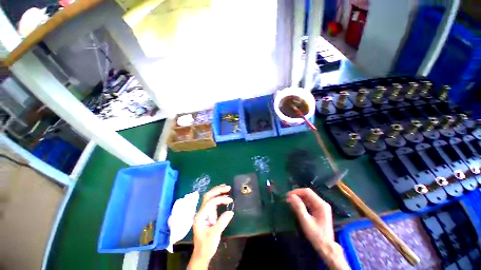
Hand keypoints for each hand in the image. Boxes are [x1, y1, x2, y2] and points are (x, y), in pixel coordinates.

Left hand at [188, 185, 233, 269]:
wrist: (202, 254)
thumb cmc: (206, 246)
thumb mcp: (214, 235)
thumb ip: (222, 222)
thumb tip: (231, 211)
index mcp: (200, 216)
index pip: (210, 202)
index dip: (220, 199)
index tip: (230, 200)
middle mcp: (201, 212)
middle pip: (208, 196)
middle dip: (217, 190)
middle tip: (228, 187)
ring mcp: (205, 212)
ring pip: (210, 198)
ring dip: (218, 191)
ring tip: (227, 188)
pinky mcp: (209, 214)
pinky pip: (213, 203)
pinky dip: (219, 197)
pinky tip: (224, 196)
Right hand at [287, 188, 349, 269]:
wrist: (326, 248)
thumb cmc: (316, 235)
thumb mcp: (306, 221)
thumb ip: (299, 207)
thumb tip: (291, 196)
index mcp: (321, 204)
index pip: (307, 192)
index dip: (297, 191)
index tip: (288, 195)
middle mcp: (322, 203)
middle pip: (308, 194)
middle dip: (297, 195)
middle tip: (287, 199)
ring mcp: (321, 207)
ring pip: (308, 198)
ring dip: (298, 199)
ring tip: (290, 202)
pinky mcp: (319, 211)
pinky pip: (309, 203)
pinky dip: (302, 203)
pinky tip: (295, 206)